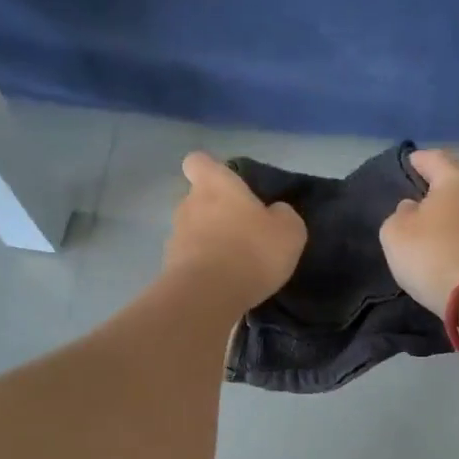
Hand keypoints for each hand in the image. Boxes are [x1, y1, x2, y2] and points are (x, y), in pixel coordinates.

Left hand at [165, 152, 307, 310]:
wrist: (207, 296)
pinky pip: (190, 260)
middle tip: (243, 232)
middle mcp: (188, 204)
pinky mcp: (170, 268)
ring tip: (235, 263)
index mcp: (215, 185)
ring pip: (193, 231)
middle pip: (197, 199)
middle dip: (216, 212)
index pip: (198, 161)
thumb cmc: (251, 251)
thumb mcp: (289, 231)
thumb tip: (275, 212)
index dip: (210, 170)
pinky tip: (223, 284)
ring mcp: (175, 236)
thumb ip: (283, 215)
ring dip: (210, 241)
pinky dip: (203, 267)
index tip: (227, 185)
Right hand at [380, 149, 458, 316]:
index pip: (435, 158)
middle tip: (413, 192)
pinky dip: (454, 232)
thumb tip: (413, 209)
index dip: (418, 159)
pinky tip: (440, 243)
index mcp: (455, 180)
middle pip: (454, 182)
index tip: (407, 162)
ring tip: (423, 220)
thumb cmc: (433, 253)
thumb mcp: (396, 231)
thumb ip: (400, 214)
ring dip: (445, 212)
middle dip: (435, 185)